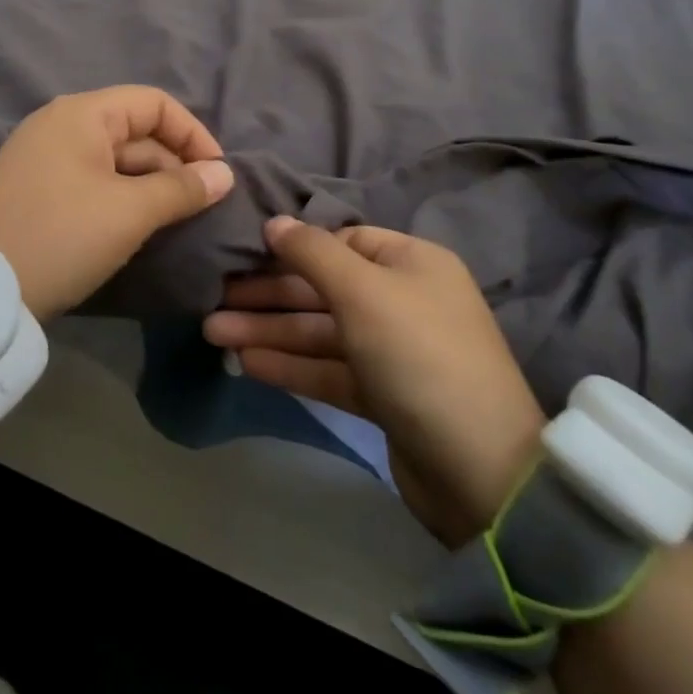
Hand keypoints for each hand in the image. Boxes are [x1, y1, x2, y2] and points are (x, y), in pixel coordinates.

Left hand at [0, 86, 235, 320]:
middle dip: (173, 163)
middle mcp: (59, 124)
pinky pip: (90, 179)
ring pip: (113, 159)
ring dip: (148, 184)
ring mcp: (42, 156)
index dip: (193, 134)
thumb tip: (224, 174)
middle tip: (200, 206)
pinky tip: (135, 226)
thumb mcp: (129, 212)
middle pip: (134, 130)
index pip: (153, 104)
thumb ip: (182, 188)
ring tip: (174, 220)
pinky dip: (120, 196)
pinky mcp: (34, 189)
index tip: (217, 175)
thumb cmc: (61, 237)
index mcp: (81, 114)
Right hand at [202, 217, 545, 543]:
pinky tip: (247, 362)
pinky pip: (328, 368)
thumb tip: (275, 222)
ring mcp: (392, 350)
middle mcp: (402, 299)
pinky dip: (290, 364)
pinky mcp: (382, 394)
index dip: (293, 246)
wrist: (480, 471)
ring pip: (320, 331)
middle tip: (212, 298)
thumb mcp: (363, 291)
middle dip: (269, 294)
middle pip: (323, 288)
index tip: (244, 251)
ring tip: (213, 332)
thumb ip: (312, 253)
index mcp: (410, 262)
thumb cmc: (419, 355)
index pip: (342, 241)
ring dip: (269, 330)